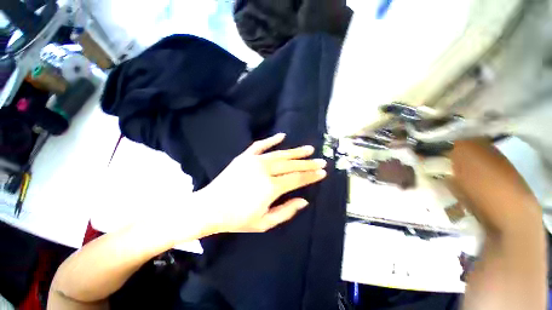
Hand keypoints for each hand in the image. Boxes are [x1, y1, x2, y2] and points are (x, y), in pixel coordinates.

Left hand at [199, 133, 326, 233]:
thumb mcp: (264, 222)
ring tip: (309, 149)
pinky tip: (282, 135)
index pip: (296, 179)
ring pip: (280, 154)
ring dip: (296, 151)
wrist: (209, 208)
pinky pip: (261, 145)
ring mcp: (254, 161)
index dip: (311, 176)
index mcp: (270, 188)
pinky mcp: (245, 157)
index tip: (322, 172)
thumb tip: (304, 200)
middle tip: (321, 161)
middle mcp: (264, 170)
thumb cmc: (237, 219)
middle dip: (308, 163)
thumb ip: (286, 211)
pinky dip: (272, 140)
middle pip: (291, 165)